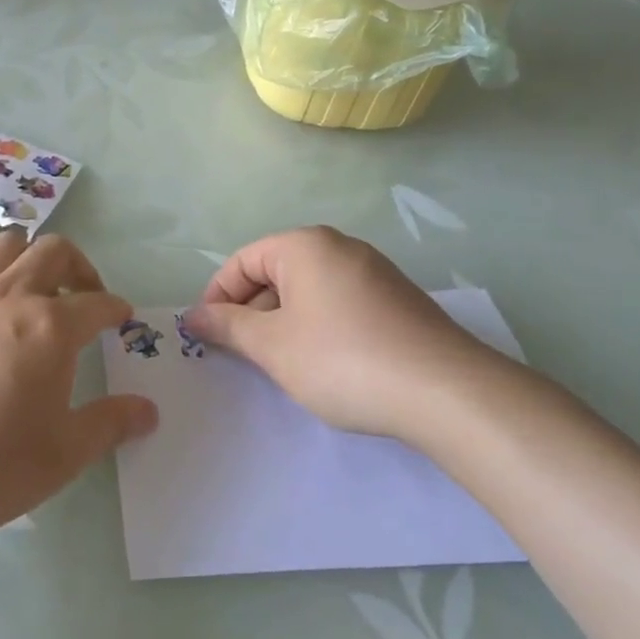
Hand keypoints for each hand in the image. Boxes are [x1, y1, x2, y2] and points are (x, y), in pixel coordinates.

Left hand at [0, 230, 156, 545]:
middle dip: (79, 266)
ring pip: (5, 247)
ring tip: (34, 291)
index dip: (115, 307)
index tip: (122, 317)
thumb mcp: (64, 454)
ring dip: (29, 258)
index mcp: (51, 327)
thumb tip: (149, 411)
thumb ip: (110, 423)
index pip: (97, 302)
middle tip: (84, 296)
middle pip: (53, 251)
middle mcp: (10, 297)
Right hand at [184, 226, 507, 441]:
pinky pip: (339, 303)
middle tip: (241, 354)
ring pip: (308, 290)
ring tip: (281, 364)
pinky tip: (324, 364)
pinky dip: (318, 327)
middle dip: (251, 311)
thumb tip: (193, 315)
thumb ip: (227, 326)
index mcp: (304, 245)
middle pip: (275, 272)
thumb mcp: (272, 346)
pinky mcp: (398, 300)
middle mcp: (339, 247)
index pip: (242, 261)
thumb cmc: (343, 360)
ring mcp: (374, 272)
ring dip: (283, 322)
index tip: (208, 335)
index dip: (218, 297)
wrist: (447, 393)